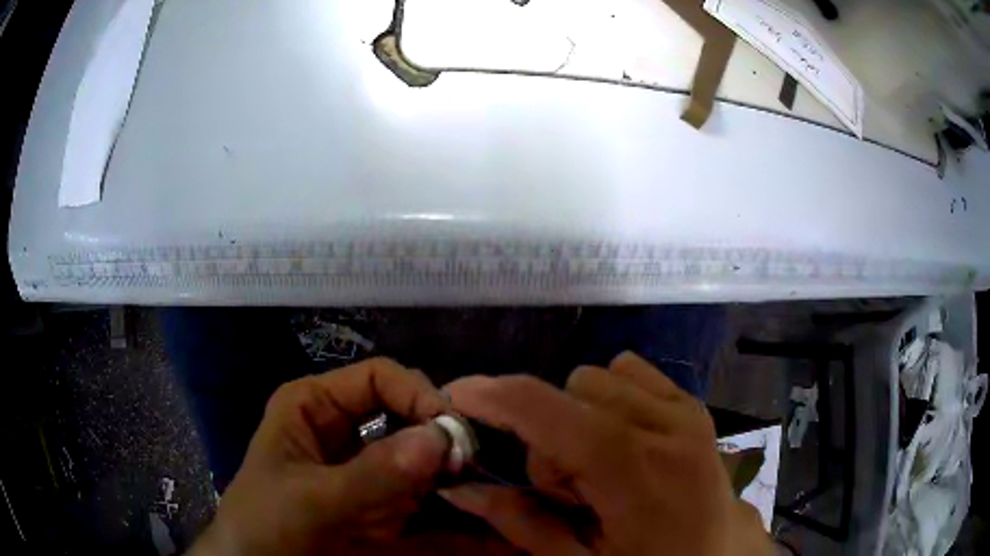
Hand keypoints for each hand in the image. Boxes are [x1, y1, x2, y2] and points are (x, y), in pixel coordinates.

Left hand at [188, 358, 465, 554]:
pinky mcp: (383, 509)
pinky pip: (426, 505)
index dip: (418, 395)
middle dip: (443, 441)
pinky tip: (491, 529)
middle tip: (480, 467)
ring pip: (424, 463)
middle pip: (407, 419)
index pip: (378, 379)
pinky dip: (457, 517)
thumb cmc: (265, 525)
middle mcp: (346, 432)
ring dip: (458, 478)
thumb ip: (372, 474)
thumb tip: (440, 438)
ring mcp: (368, 473)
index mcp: (316, 406)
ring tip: (497, 491)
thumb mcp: (310, 500)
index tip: (455, 430)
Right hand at [440, 352, 770, 555]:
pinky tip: (621, 439)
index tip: (456, 396)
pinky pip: (630, 371)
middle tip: (566, 486)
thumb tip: (459, 488)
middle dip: (549, 434)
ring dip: (579, 417)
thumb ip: (520, 523)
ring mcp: (684, 409)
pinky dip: (609, 398)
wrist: (720, 555)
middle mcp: (663, 425)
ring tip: (597, 466)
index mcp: (635, 472)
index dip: (496, 396)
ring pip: (598, 377)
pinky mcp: (693, 405)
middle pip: (571, 390)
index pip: (553, 413)